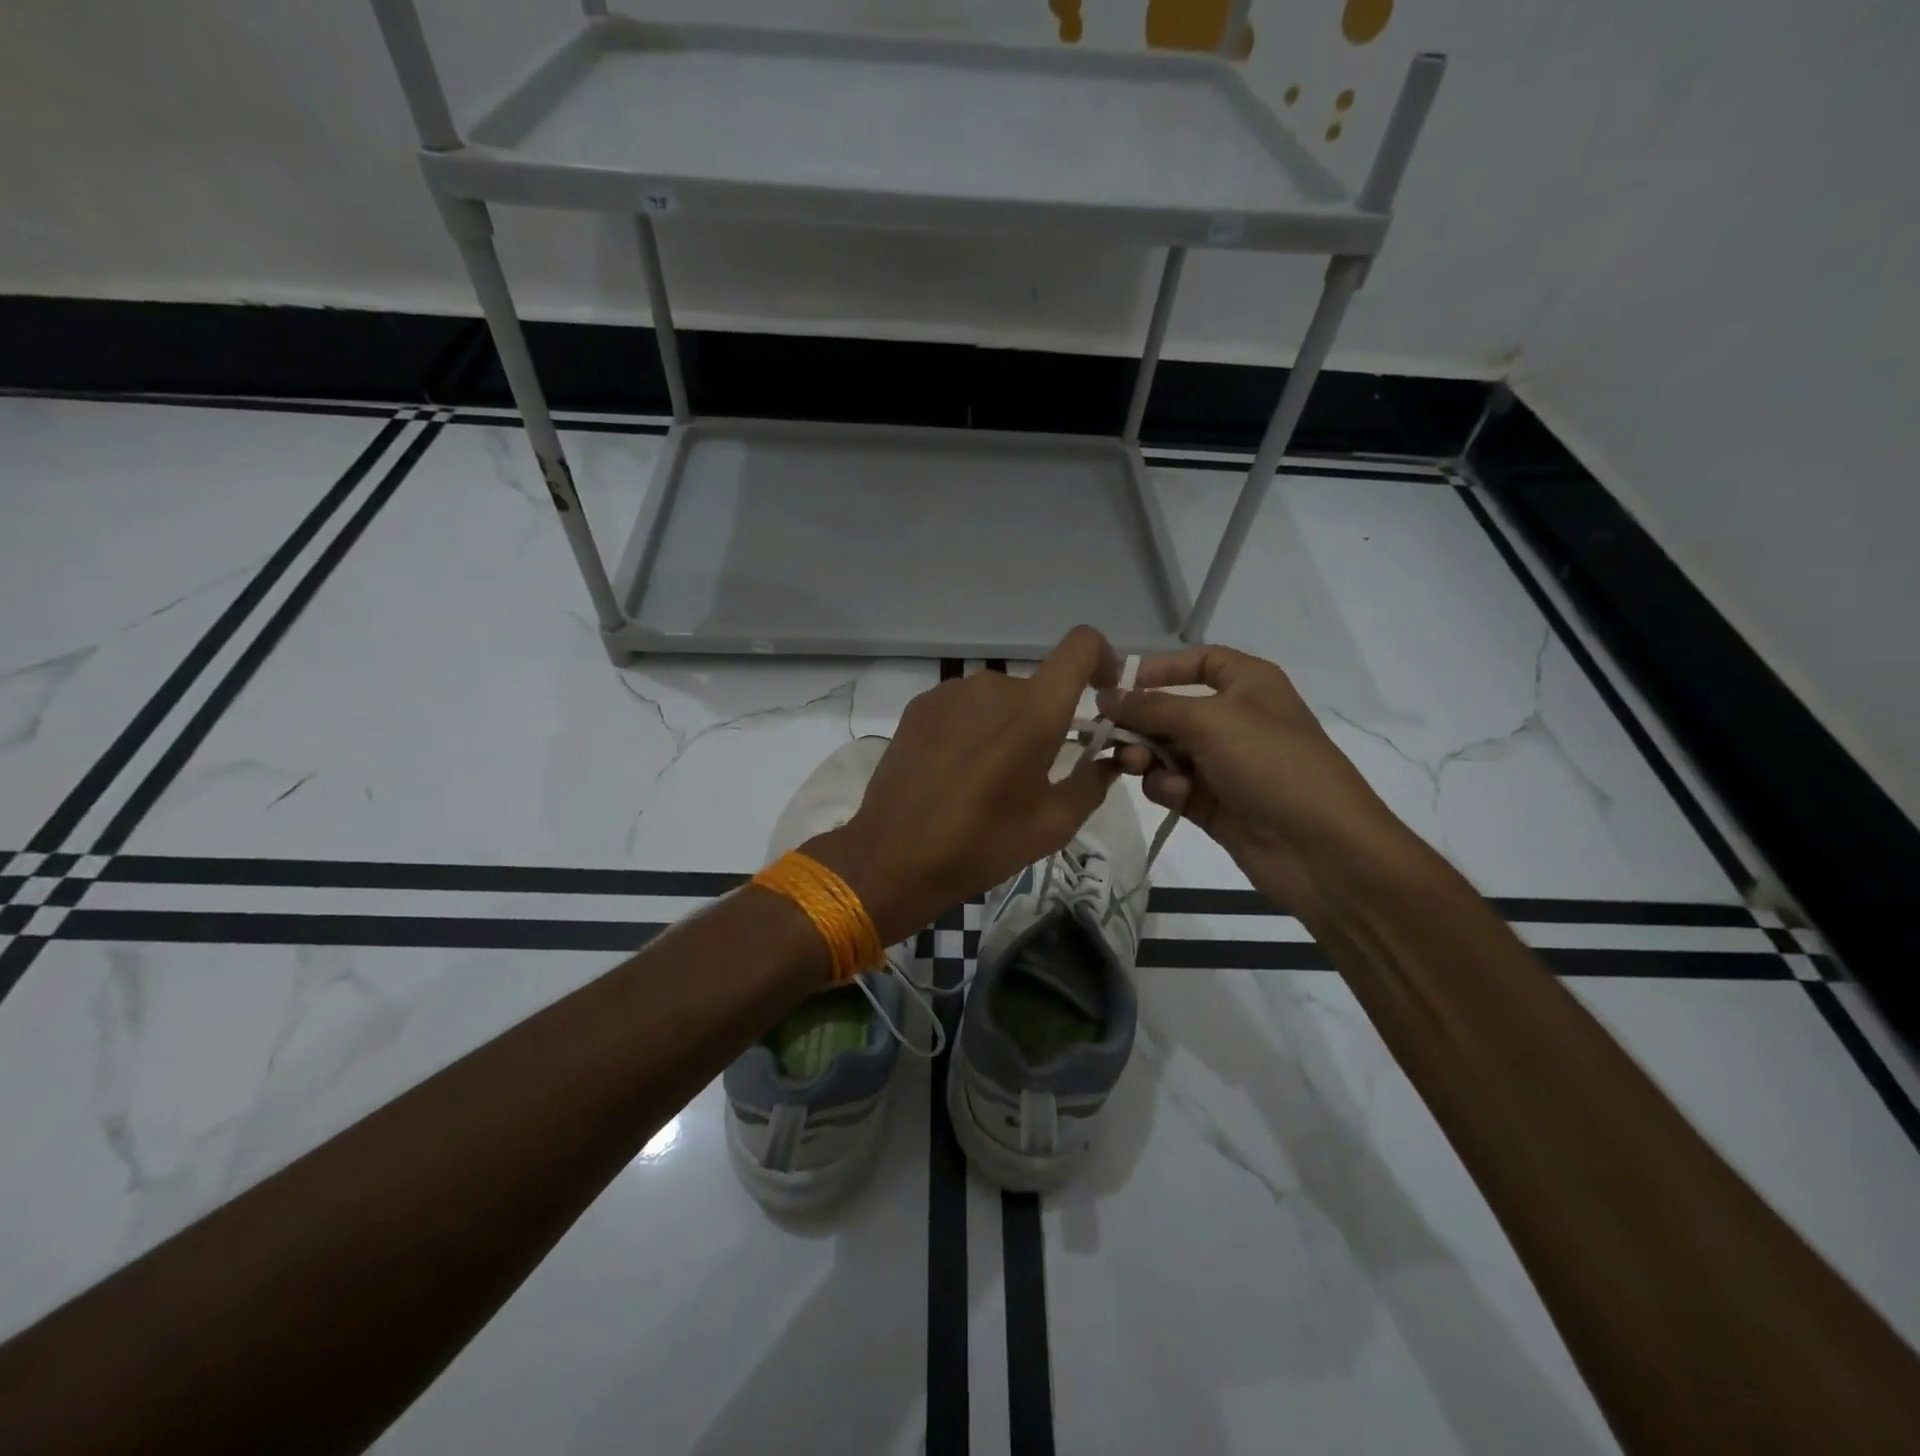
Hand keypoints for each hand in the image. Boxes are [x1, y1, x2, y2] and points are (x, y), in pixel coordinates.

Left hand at [809, 627, 1122, 943]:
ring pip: (999, 696)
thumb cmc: (982, 844)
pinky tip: (956, 768)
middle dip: (1047, 719)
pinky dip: (974, 726)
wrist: (894, 856)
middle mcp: (993, 686)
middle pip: (1038, 686)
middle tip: (1036, 770)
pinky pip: (964, 705)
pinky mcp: (920, 705)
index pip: (1081, 645)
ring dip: (1007, 724)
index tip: (1102, 692)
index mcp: (1035, 711)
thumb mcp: (1053, 825)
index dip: (1102, 658)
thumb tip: (1109, 758)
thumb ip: (1092, 782)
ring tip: (990, 775)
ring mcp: (950, 692)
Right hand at [1097, 645, 1415, 913]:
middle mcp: (1233, 719)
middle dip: (1139, 722)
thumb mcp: (1210, 721)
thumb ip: (1151, 706)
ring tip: (1136, 768)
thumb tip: (1105, 696)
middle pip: (1170, 709)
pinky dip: (1165, 787)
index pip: (1198, 661)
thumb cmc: (1271, 765)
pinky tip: (1176, 796)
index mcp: (1247, 684)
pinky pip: (1171, 784)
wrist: (1320, 850)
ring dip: (1145, 757)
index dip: (1159, 668)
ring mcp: (1221, 763)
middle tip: (1110, 737)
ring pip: (1163, 750)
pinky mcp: (1210, 802)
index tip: (1118, 685)